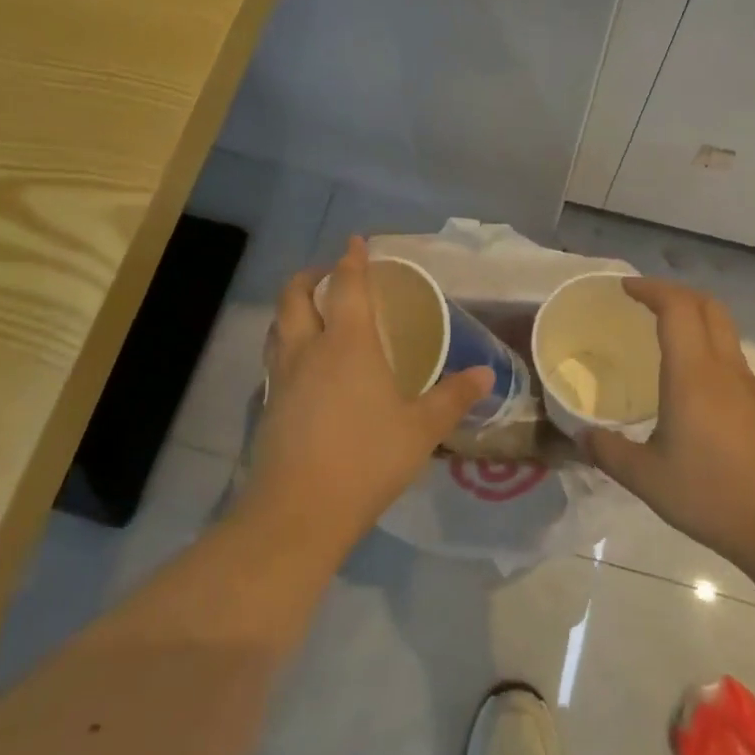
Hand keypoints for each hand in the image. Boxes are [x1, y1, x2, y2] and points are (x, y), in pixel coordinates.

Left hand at [239, 237, 493, 562]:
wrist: (298, 512)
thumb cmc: (367, 459)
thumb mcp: (421, 429)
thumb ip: (453, 397)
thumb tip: (486, 374)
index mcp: (348, 344)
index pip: (346, 286)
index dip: (351, 260)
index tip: (355, 242)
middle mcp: (309, 350)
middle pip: (295, 297)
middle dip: (309, 276)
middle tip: (327, 274)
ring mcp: (281, 378)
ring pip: (278, 326)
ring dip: (292, 309)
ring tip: (310, 312)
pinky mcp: (268, 406)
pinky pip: (274, 358)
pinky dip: (286, 344)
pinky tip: (302, 366)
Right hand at [580, 278, 754, 573]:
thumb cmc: (712, 495)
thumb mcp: (647, 478)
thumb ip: (608, 452)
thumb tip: (580, 437)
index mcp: (693, 374)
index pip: (677, 307)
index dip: (651, 289)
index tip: (624, 288)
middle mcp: (724, 369)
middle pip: (707, 305)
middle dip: (674, 292)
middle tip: (642, 301)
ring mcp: (748, 386)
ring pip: (723, 329)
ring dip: (693, 317)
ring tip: (660, 335)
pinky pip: (730, 356)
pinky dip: (705, 345)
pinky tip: (687, 381)